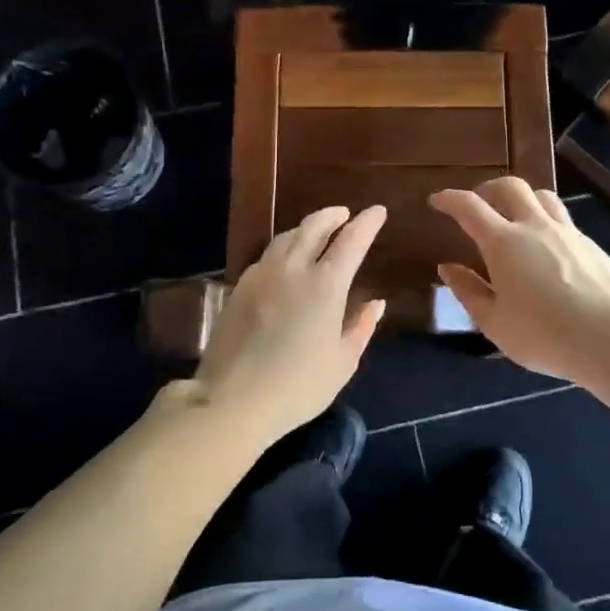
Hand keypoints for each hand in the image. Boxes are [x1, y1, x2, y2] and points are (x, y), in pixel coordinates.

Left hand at [184, 205, 387, 444]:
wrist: (232, 399)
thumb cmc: (298, 386)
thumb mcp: (342, 362)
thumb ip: (361, 327)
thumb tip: (376, 304)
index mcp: (325, 284)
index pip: (351, 240)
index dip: (366, 223)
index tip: (377, 211)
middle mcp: (293, 268)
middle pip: (313, 226)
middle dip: (332, 216)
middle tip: (344, 215)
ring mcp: (262, 275)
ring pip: (286, 237)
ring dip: (306, 228)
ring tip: (316, 233)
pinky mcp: (240, 287)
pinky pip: (267, 256)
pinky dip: (284, 248)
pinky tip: (285, 261)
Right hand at [430, 178, 609, 383]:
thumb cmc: (544, 335)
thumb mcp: (494, 322)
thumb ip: (468, 291)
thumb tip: (447, 268)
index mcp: (503, 243)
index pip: (469, 207)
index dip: (449, 198)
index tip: (437, 200)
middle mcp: (534, 226)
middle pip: (509, 186)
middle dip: (488, 188)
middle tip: (478, 203)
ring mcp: (567, 232)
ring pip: (542, 195)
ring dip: (522, 198)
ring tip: (515, 217)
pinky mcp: (591, 244)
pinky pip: (563, 219)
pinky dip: (546, 221)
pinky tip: (547, 247)